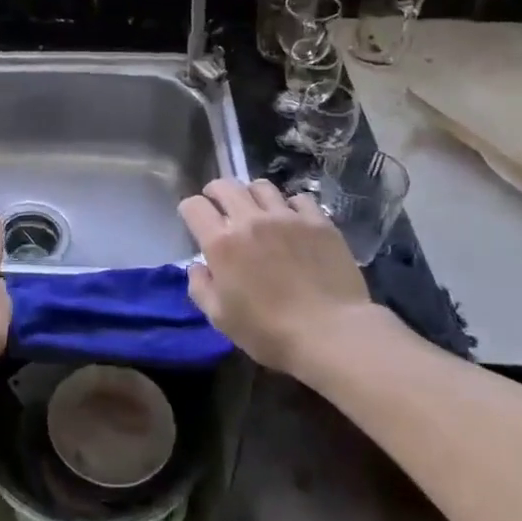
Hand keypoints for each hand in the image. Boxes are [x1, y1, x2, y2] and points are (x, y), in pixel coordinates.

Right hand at [179, 178, 374, 372]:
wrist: (332, 334)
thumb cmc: (269, 332)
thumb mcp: (220, 318)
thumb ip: (200, 288)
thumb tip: (197, 267)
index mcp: (221, 243)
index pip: (194, 206)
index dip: (190, 210)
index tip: (194, 221)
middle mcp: (250, 220)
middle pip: (225, 186)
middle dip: (216, 193)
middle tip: (220, 208)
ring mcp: (287, 217)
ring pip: (261, 187)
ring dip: (252, 195)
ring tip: (257, 211)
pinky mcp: (318, 222)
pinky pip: (299, 199)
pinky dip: (290, 206)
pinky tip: (293, 221)